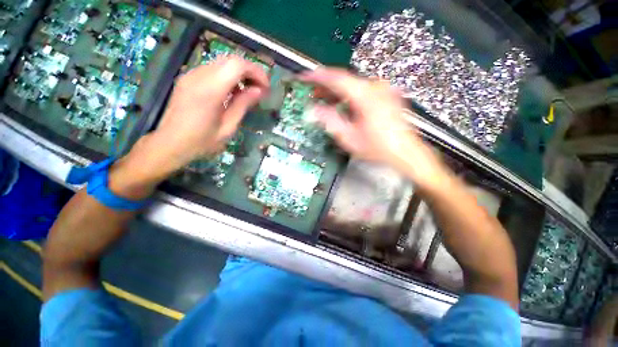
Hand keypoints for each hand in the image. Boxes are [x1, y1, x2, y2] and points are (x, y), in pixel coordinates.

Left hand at [109, 56, 269, 198]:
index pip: (237, 65)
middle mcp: (198, 76)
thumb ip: (243, 105)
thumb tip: (258, 91)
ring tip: (249, 92)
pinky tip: (232, 92)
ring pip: (222, 63)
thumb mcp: (228, 128)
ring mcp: (191, 75)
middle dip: (250, 71)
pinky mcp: (188, 78)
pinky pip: (213, 69)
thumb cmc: (201, 142)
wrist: (169, 144)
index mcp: (210, 90)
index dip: (256, 72)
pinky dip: (228, 76)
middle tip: (260, 89)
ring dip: (239, 73)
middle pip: (230, 60)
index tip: (266, 87)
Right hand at [302, 68, 438, 169]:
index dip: (318, 77)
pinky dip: (349, 96)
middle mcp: (376, 88)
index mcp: (366, 96)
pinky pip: (362, 90)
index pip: (336, 78)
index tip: (305, 77)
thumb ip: (330, 121)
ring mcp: (383, 91)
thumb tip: (314, 111)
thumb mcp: (349, 138)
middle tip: (313, 94)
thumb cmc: (380, 148)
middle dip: (326, 87)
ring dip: (337, 93)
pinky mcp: (386, 96)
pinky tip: (343, 105)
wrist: (405, 152)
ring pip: (353, 85)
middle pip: (345, 80)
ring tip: (325, 101)